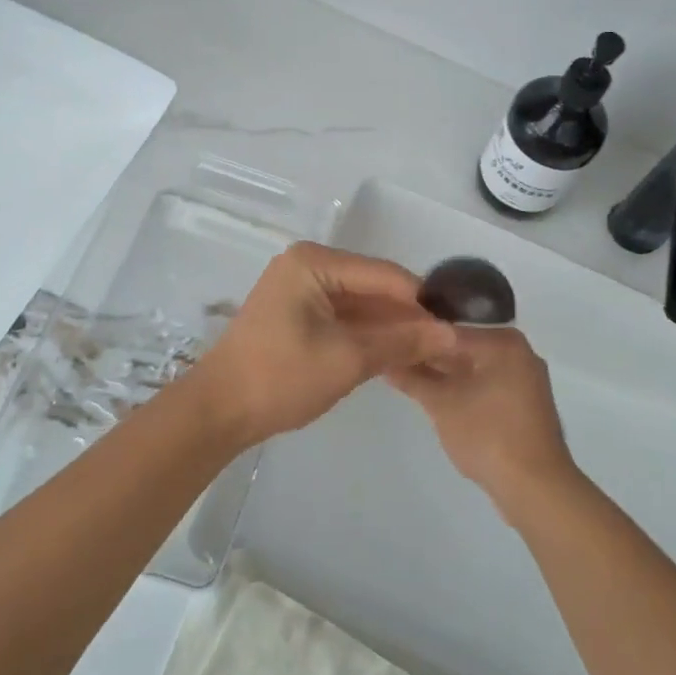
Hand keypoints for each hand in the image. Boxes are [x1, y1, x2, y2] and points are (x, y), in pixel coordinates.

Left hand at [186, 242, 457, 448]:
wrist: (218, 412)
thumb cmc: (280, 377)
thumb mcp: (348, 359)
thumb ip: (401, 342)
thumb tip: (452, 334)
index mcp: (315, 262)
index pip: (384, 274)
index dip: (422, 301)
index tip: (458, 326)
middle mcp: (308, 265)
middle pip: (373, 286)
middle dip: (408, 315)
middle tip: (448, 343)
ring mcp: (301, 288)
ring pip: (361, 304)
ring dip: (390, 327)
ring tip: (432, 351)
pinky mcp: (298, 313)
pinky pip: (344, 317)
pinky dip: (368, 334)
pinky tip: (397, 353)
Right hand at [386, 326, 580, 524]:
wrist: (536, 488)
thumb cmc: (487, 435)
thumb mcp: (442, 405)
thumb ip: (412, 379)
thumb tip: (385, 361)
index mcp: (503, 341)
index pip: (448, 329)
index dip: (416, 336)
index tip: (389, 342)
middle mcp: (518, 351)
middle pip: (463, 346)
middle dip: (430, 355)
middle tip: (393, 359)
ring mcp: (525, 378)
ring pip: (474, 367)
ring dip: (445, 373)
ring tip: (408, 377)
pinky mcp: (525, 403)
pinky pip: (488, 384)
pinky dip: (465, 388)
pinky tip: (438, 396)